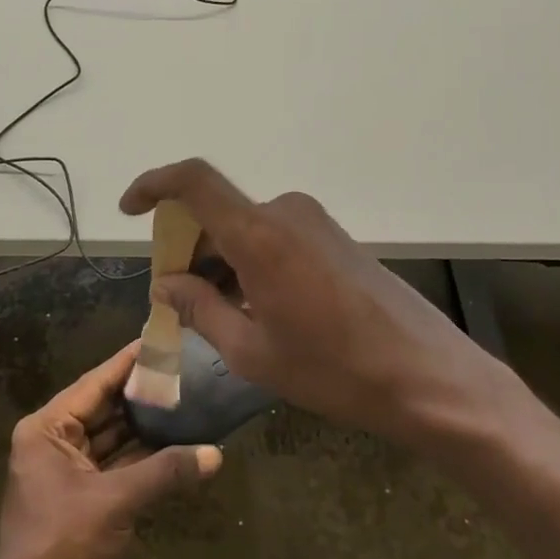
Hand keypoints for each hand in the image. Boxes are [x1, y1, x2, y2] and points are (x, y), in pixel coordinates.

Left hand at [0, 340, 221, 558]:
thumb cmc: (62, 545)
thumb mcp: (115, 503)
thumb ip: (164, 473)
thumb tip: (215, 454)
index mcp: (47, 429)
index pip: (94, 384)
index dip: (128, 363)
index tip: (161, 341)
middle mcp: (53, 441)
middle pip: (104, 408)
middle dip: (143, 395)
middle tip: (184, 372)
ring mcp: (66, 470)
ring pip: (112, 437)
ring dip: (146, 427)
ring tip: (187, 403)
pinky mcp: (80, 495)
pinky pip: (114, 464)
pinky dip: (141, 458)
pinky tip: (175, 446)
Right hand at [120, 158, 529, 447]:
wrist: (429, 377)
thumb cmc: (334, 370)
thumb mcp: (253, 351)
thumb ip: (200, 309)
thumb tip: (166, 283)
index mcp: (259, 234)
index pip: (193, 181)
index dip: (154, 185)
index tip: (130, 210)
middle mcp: (285, 213)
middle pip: (216, 212)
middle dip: (186, 246)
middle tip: (175, 295)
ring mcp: (314, 223)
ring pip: (244, 227)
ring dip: (219, 259)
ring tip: (215, 312)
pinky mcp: (334, 238)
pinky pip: (274, 237)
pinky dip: (249, 261)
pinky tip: (255, 307)